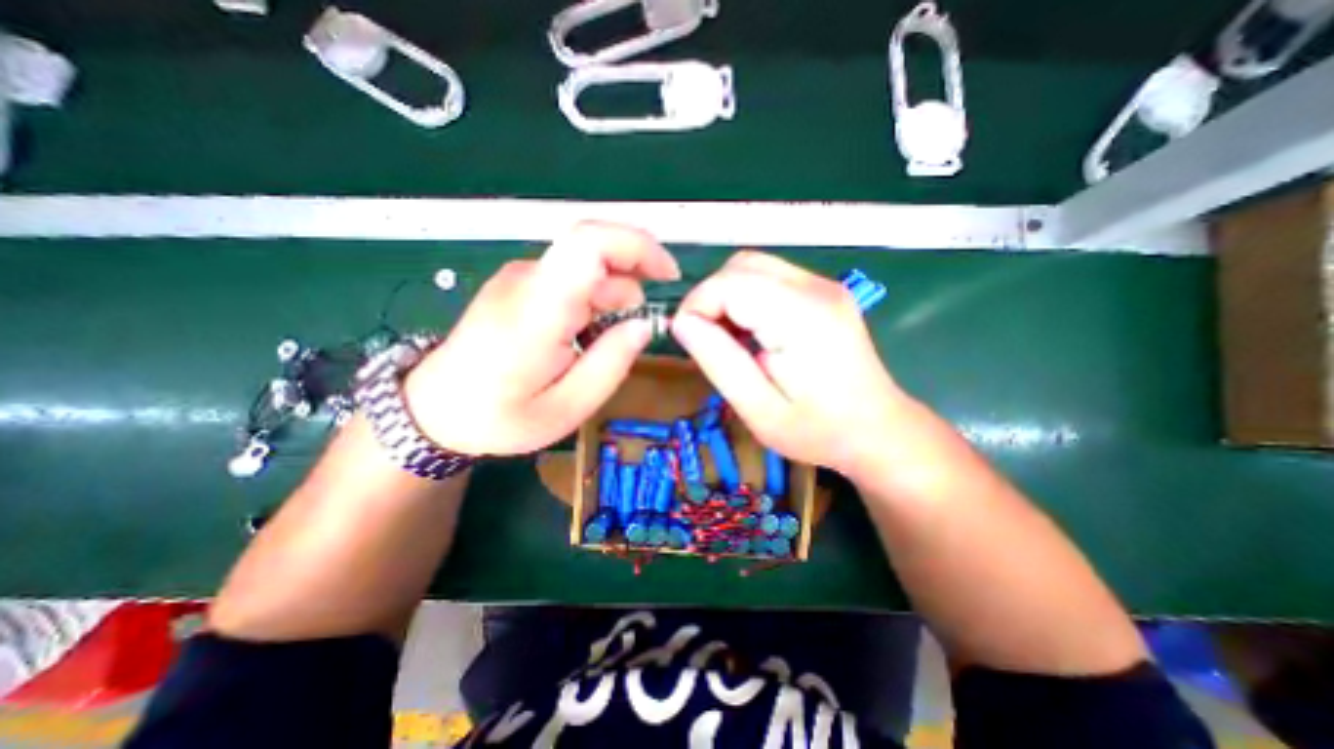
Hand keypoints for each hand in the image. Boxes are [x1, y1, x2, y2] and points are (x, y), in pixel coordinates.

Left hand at [403, 218, 677, 455]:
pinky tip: (583, 336)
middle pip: (596, 253)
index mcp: (539, 309)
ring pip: (586, 268)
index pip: (590, 242)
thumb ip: (611, 364)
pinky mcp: (519, 284)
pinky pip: (571, 279)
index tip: (668, 275)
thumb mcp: (567, 408)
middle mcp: (529, 279)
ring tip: (600, 344)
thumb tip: (643, 325)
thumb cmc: (499, 417)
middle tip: (631, 332)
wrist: (434, 410)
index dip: (638, 246)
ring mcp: (521, 278)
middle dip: (630, 285)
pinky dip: (593, 300)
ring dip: (611, 298)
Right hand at [673, 252, 911, 473]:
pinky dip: (747, 298)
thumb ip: (718, 361)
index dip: (696, 305)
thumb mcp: (758, 410)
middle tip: (706, 340)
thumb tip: (681, 322)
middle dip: (710, 297)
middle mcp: (815, 288)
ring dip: (728, 296)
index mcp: (801, 317)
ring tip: (728, 339)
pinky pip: (770, 278)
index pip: (729, 283)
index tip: (687, 340)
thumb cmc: (818, 431)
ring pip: (753, 267)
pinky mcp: (824, 291)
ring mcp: (824, 285)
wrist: (878, 430)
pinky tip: (752, 332)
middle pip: (740, 266)